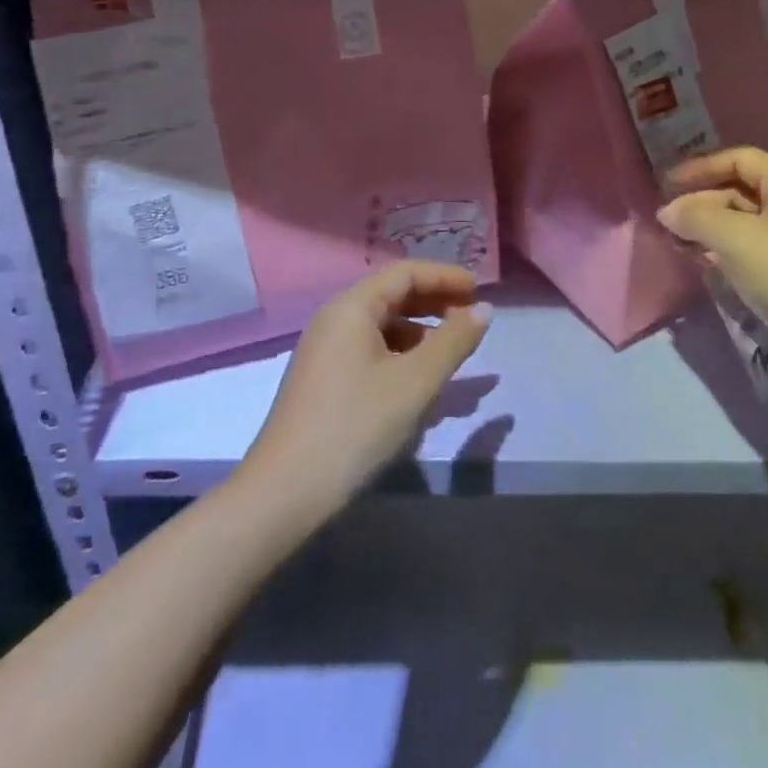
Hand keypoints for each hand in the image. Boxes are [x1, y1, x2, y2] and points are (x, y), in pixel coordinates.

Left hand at [243, 262, 491, 516]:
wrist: (283, 495)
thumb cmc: (355, 426)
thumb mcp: (415, 382)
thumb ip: (454, 341)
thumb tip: (484, 309)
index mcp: (351, 307)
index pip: (405, 273)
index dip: (445, 277)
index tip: (479, 291)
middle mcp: (334, 319)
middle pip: (392, 295)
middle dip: (435, 302)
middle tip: (470, 318)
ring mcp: (325, 351)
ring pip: (382, 326)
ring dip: (420, 332)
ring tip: (451, 354)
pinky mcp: (323, 381)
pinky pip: (370, 351)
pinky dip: (400, 355)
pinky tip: (418, 384)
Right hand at [657, 147, 767, 362]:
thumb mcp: (735, 238)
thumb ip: (695, 217)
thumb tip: (666, 211)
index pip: (739, 159)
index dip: (701, 168)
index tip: (668, 185)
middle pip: (739, 190)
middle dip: (701, 201)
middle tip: (668, 220)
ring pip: (742, 222)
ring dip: (708, 227)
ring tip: (677, 241)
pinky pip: (749, 248)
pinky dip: (723, 249)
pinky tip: (702, 261)